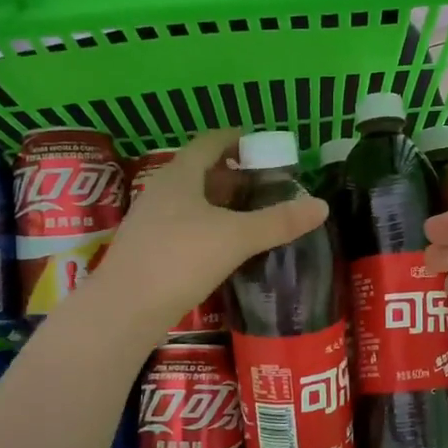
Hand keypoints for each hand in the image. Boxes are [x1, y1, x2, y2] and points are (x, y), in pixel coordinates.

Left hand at [93, 129, 326, 336]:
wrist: (125, 309)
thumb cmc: (180, 259)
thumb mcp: (236, 237)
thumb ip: (278, 222)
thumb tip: (322, 206)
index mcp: (180, 176)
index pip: (209, 143)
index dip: (235, 138)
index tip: (260, 144)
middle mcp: (161, 191)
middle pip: (200, 171)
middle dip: (233, 174)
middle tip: (265, 184)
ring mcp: (151, 221)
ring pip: (191, 201)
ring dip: (220, 203)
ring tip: (251, 215)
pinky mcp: (149, 250)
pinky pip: (184, 226)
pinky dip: (208, 227)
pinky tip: (225, 247)